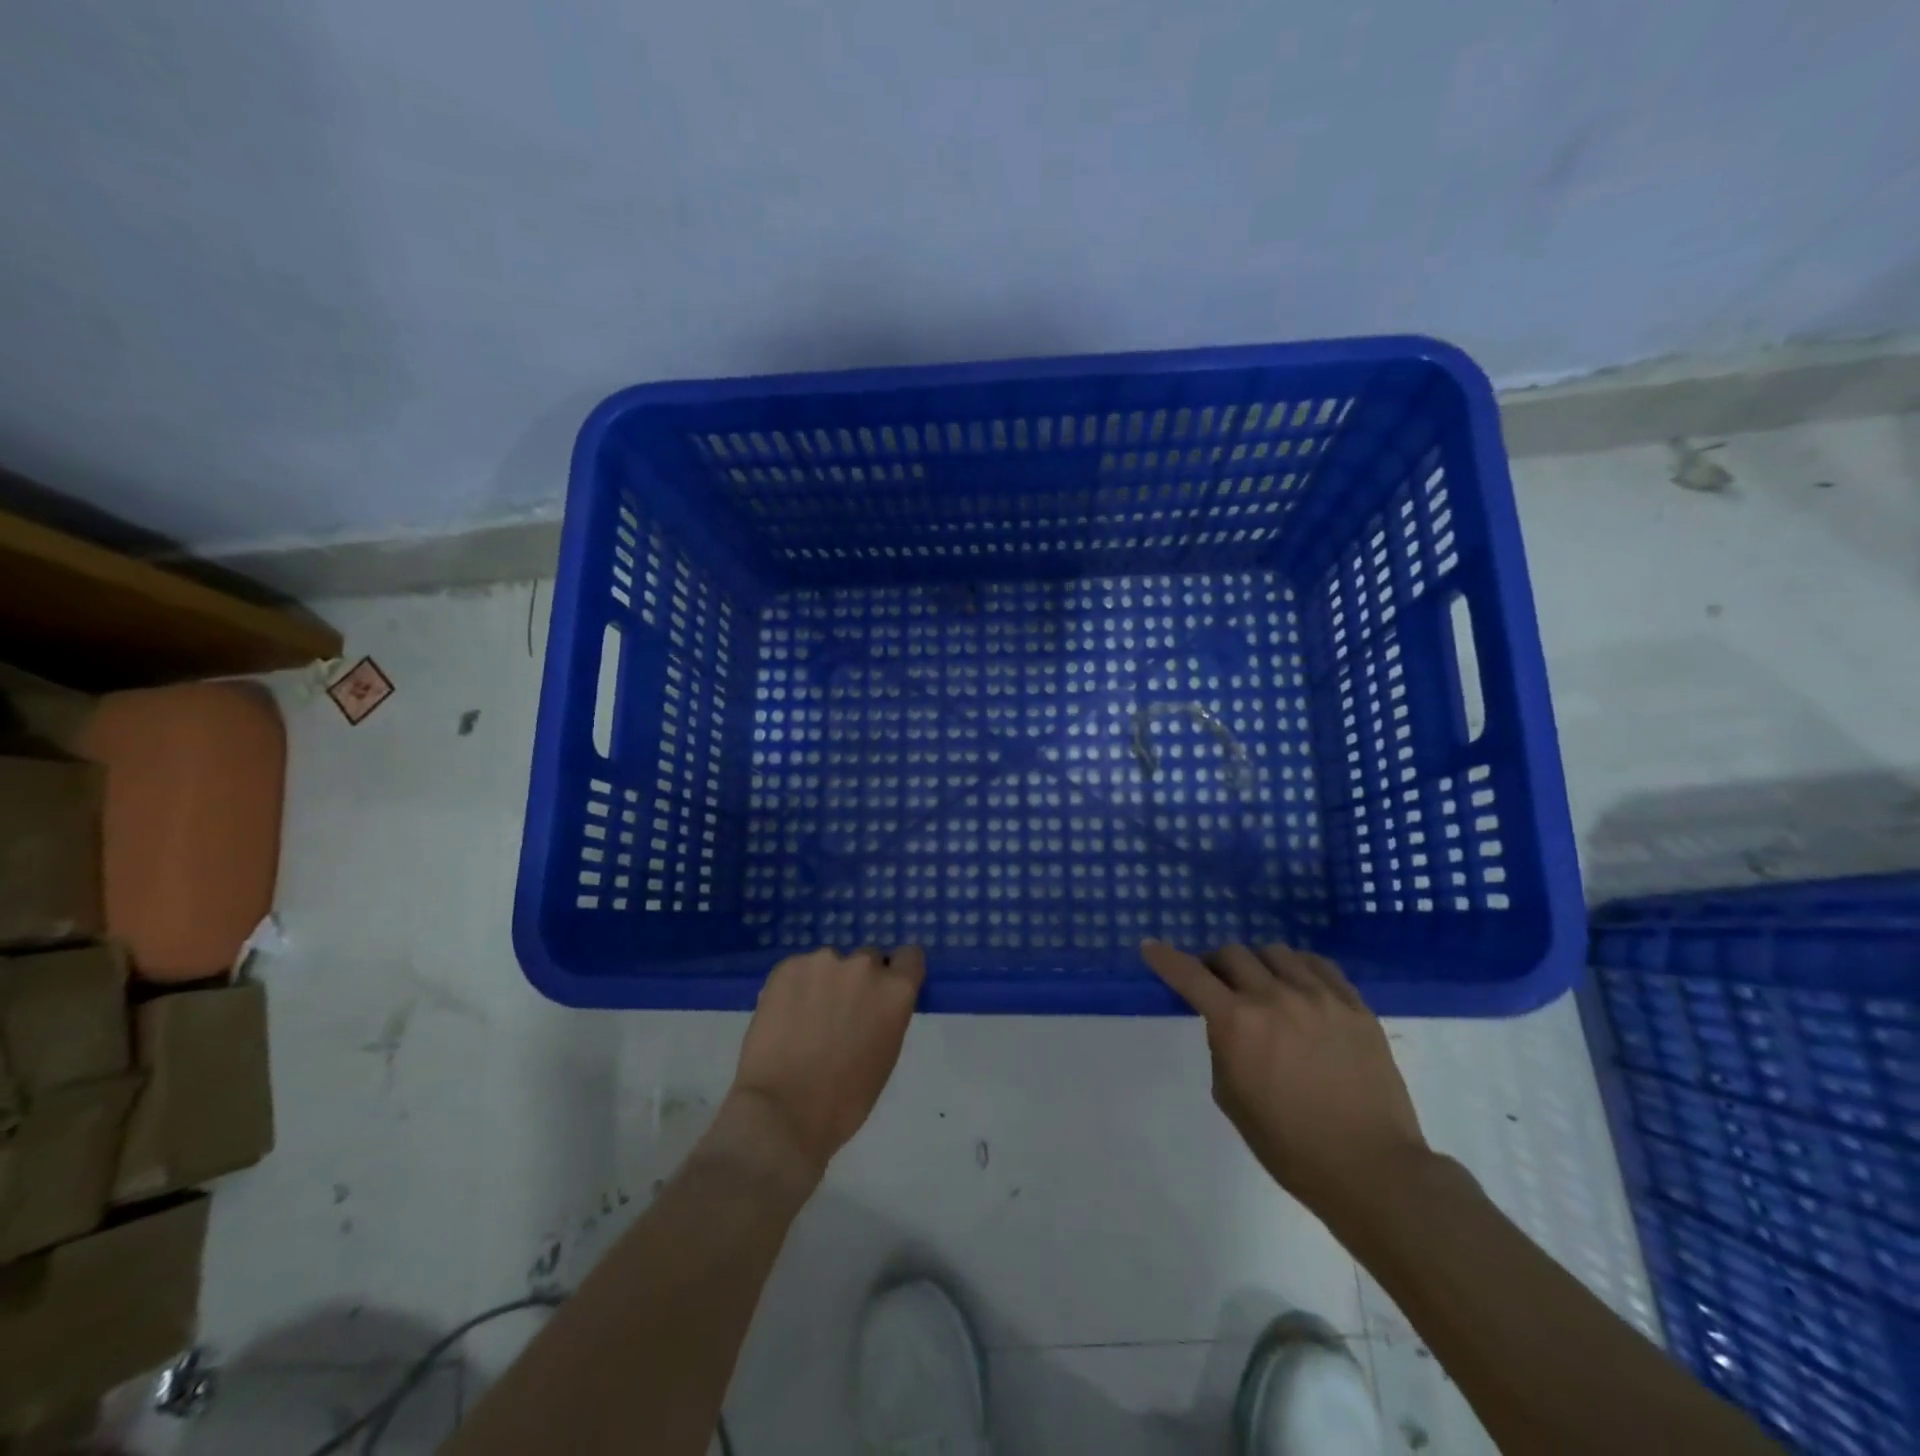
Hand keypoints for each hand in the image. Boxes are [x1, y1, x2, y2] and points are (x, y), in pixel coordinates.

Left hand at [729, 945, 924, 1180]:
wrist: (783, 1112)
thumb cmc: (844, 1100)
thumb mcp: (885, 1055)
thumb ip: (886, 1016)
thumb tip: (873, 1006)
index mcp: (895, 991)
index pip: (910, 957)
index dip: (898, 971)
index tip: (885, 989)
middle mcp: (864, 966)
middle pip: (868, 959)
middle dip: (858, 981)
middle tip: (840, 1012)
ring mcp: (823, 962)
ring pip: (830, 964)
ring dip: (824, 982)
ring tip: (805, 1018)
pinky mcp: (787, 966)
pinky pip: (799, 969)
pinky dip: (795, 987)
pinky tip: (784, 1017)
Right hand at [1141, 940, 1427, 1220]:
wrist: (1370, 1169)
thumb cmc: (1289, 1145)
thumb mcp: (1231, 1097)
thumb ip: (1222, 1047)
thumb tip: (1227, 1023)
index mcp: (1237, 1024)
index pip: (1189, 975)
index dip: (1164, 957)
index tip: (1150, 946)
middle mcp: (1274, 998)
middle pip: (1232, 953)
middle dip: (1215, 964)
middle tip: (1217, 983)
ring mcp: (1319, 997)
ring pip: (1275, 952)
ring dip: (1257, 963)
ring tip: (1262, 985)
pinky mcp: (1354, 1005)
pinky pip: (1318, 964)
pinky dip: (1297, 966)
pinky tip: (1298, 983)